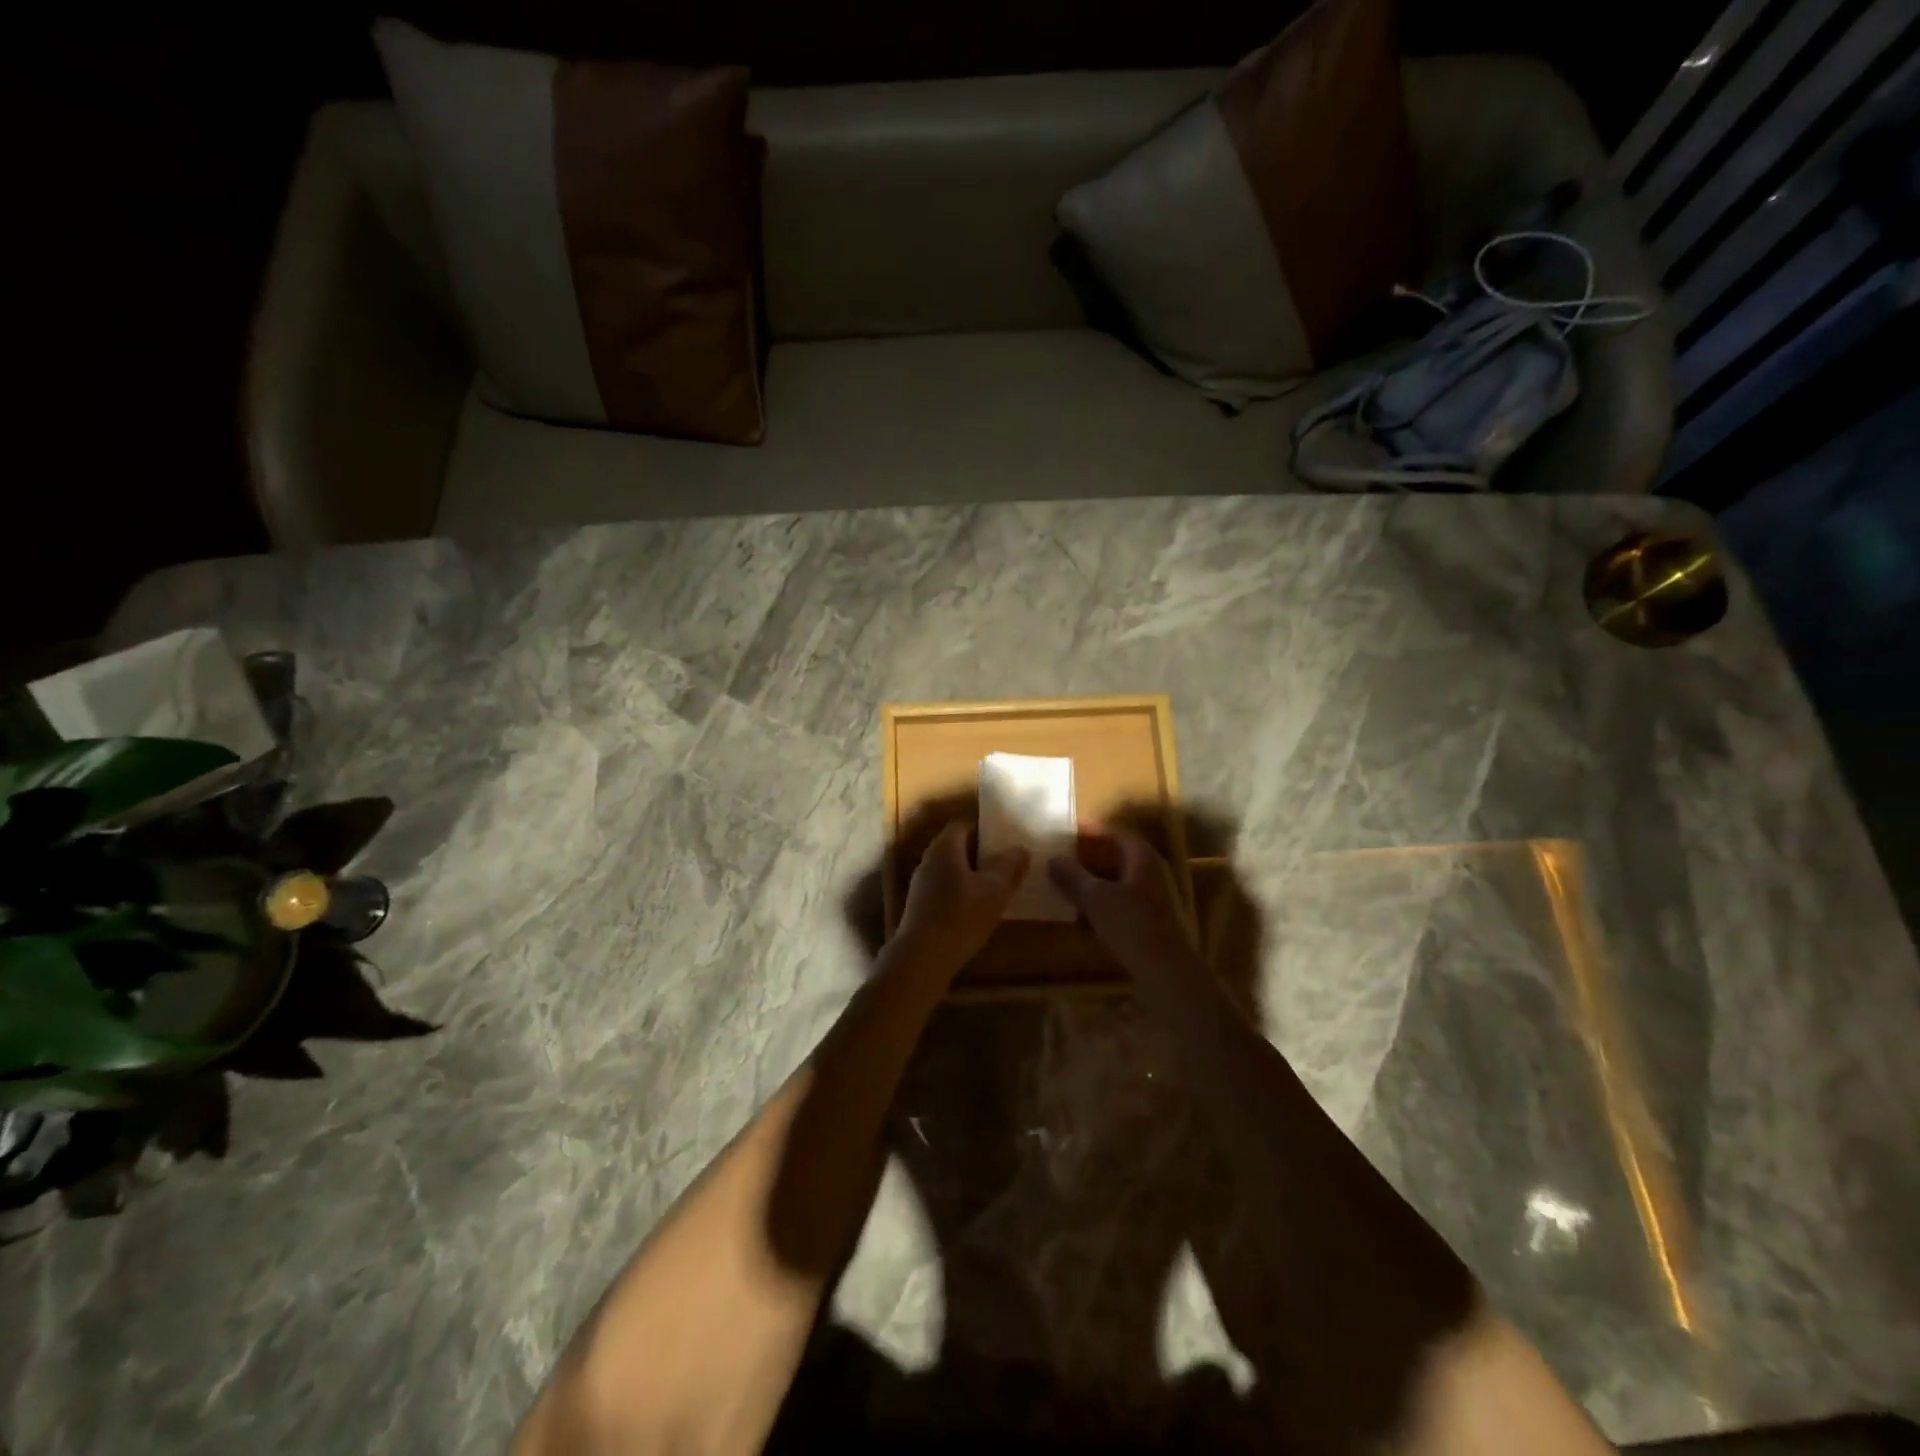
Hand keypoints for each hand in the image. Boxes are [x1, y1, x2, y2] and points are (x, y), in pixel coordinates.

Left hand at [894, 821, 1027, 970]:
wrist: (922, 958)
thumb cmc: (960, 916)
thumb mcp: (994, 890)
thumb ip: (1009, 866)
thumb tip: (1019, 848)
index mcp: (944, 848)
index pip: (963, 824)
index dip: (985, 828)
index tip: (1006, 838)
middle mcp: (928, 860)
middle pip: (956, 846)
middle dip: (981, 852)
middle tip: (1007, 861)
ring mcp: (921, 885)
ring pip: (951, 870)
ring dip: (972, 874)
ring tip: (997, 886)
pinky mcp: (920, 907)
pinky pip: (945, 889)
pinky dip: (962, 892)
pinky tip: (977, 909)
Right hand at [1047, 828, 1200, 986]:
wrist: (1167, 972)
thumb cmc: (1131, 925)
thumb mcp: (1094, 898)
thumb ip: (1072, 876)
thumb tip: (1053, 858)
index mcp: (1142, 857)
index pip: (1116, 832)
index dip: (1092, 829)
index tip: (1069, 829)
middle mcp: (1152, 872)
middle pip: (1118, 856)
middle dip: (1090, 857)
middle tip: (1063, 857)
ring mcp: (1154, 898)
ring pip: (1119, 882)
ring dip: (1094, 883)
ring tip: (1066, 887)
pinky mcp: (1152, 921)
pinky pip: (1122, 904)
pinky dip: (1102, 905)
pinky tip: (1082, 918)